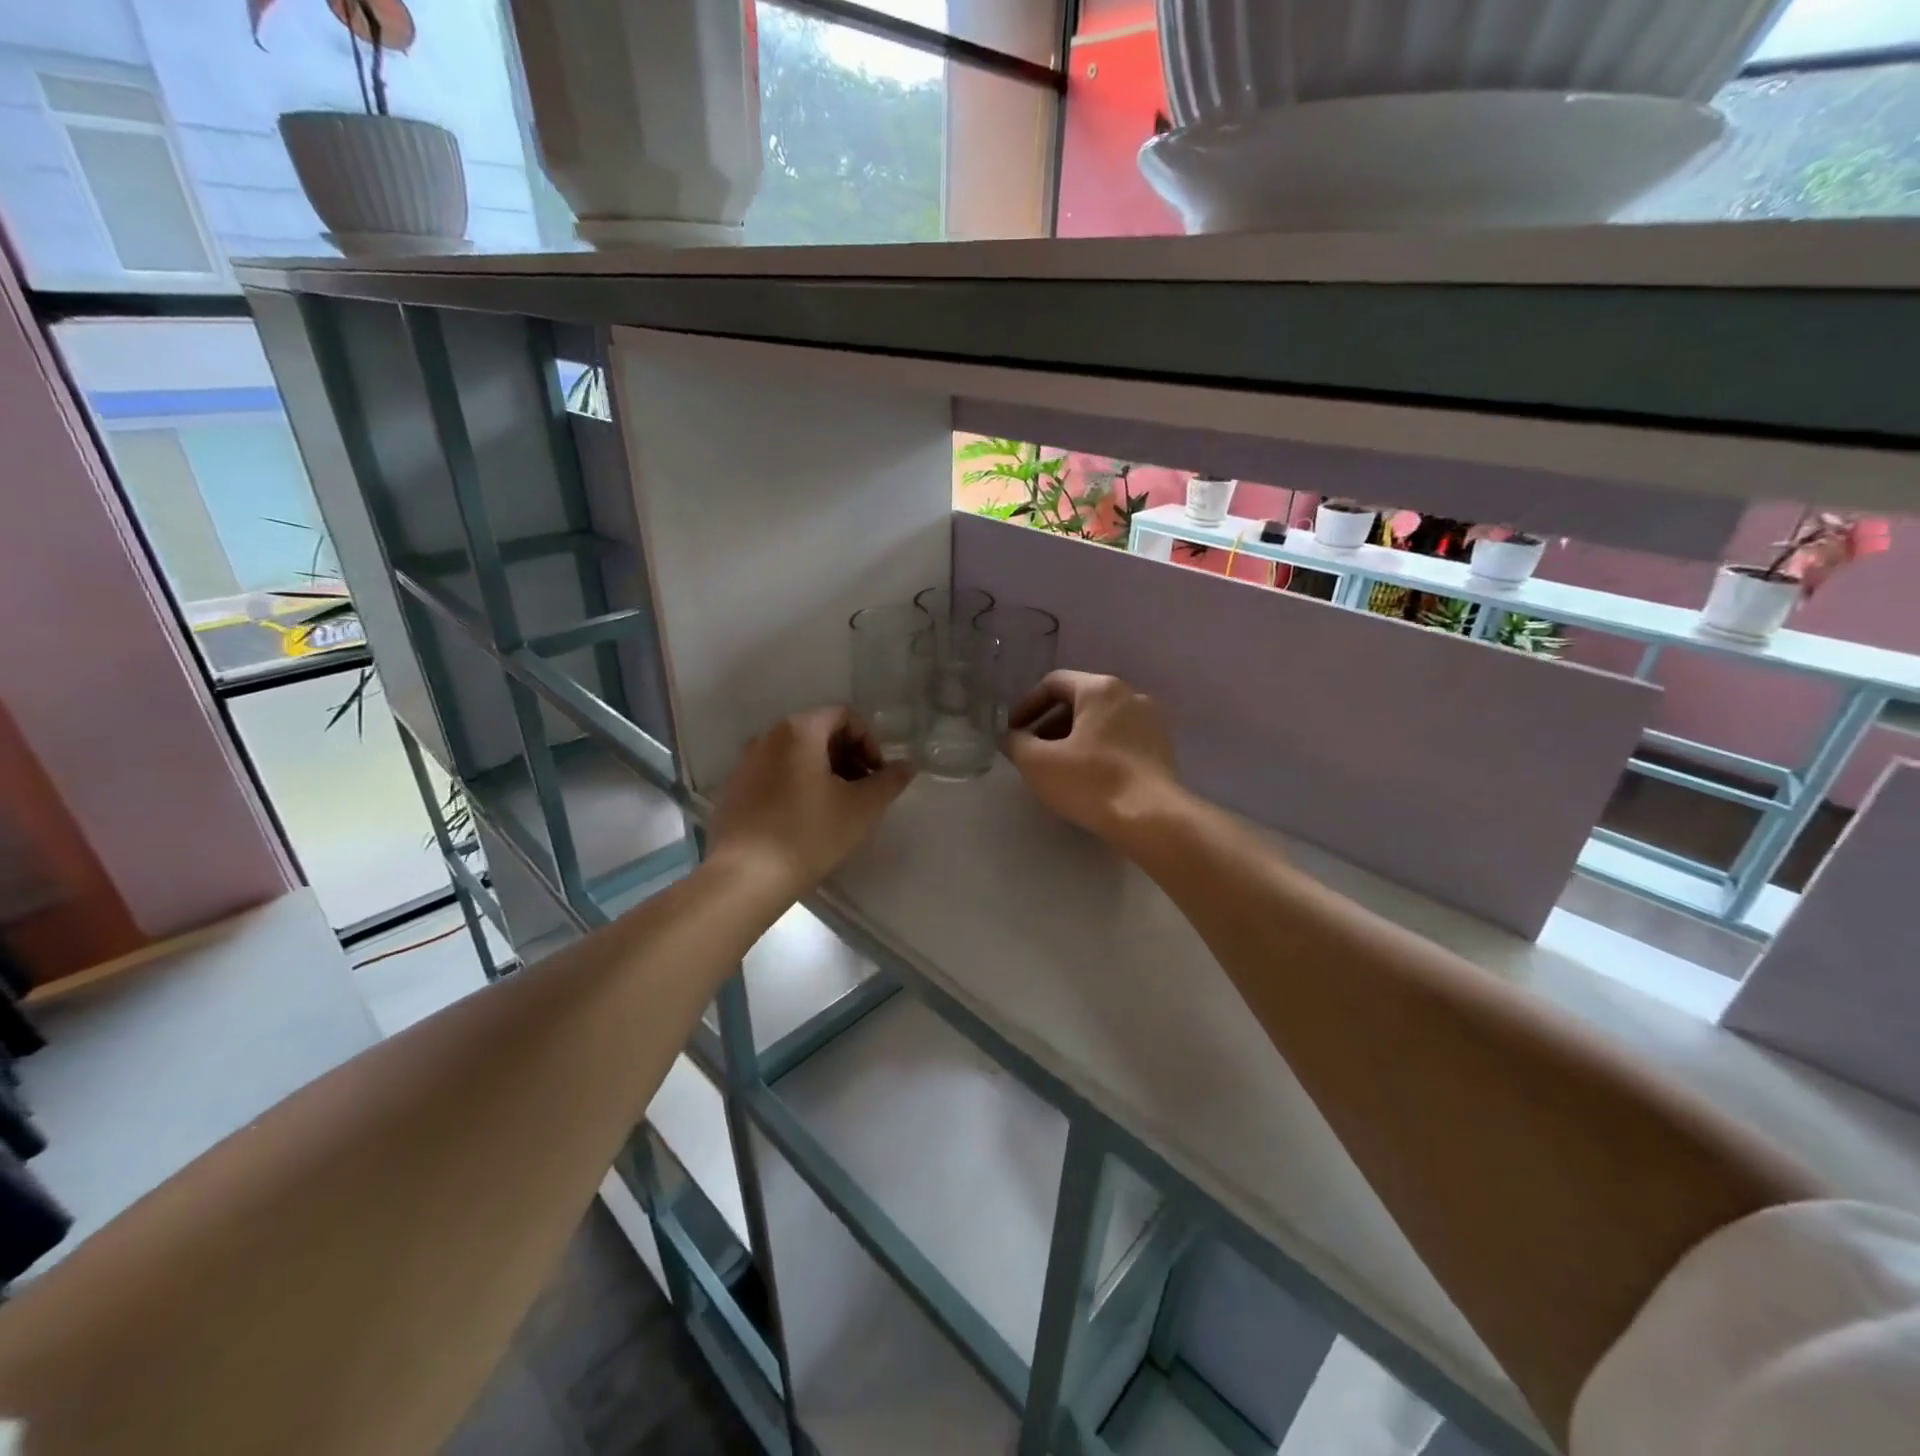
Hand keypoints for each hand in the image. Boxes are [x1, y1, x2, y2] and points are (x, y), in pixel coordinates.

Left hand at [708, 708, 913, 896]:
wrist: (746, 876)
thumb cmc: (810, 833)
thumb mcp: (862, 808)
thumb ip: (889, 781)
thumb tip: (908, 766)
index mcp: (799, 730)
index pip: (844, 716)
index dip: (869, 742)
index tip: (877, 776)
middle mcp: (768, 736)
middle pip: (819, 732)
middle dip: (847, 757)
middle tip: (862, 792)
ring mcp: (746, 762)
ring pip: (795, 755)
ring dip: (823, 772)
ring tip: (836, 808)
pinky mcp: (734, 789)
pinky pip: (774, 774)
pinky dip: (796, 785)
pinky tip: (804, 820)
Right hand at [1005, 672, 1179, 846]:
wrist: (1151, 818)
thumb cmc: (1091, 782)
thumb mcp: (1038, 763)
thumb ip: (1016, 743)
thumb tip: (1010, 737)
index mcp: (1101, 689)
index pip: (1053, 683)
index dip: (1026, 706)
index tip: (1012, 732)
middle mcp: (1130, 695)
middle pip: (1079, 701)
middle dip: (1048, 724)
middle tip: (1030, 751)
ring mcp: (1150, 722)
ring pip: (1100, 721)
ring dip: (1072, 738)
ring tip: (1055, 767)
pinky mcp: (1161, 748)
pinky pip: (1119, 739)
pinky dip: (1096, 749)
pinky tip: (1085, 777)